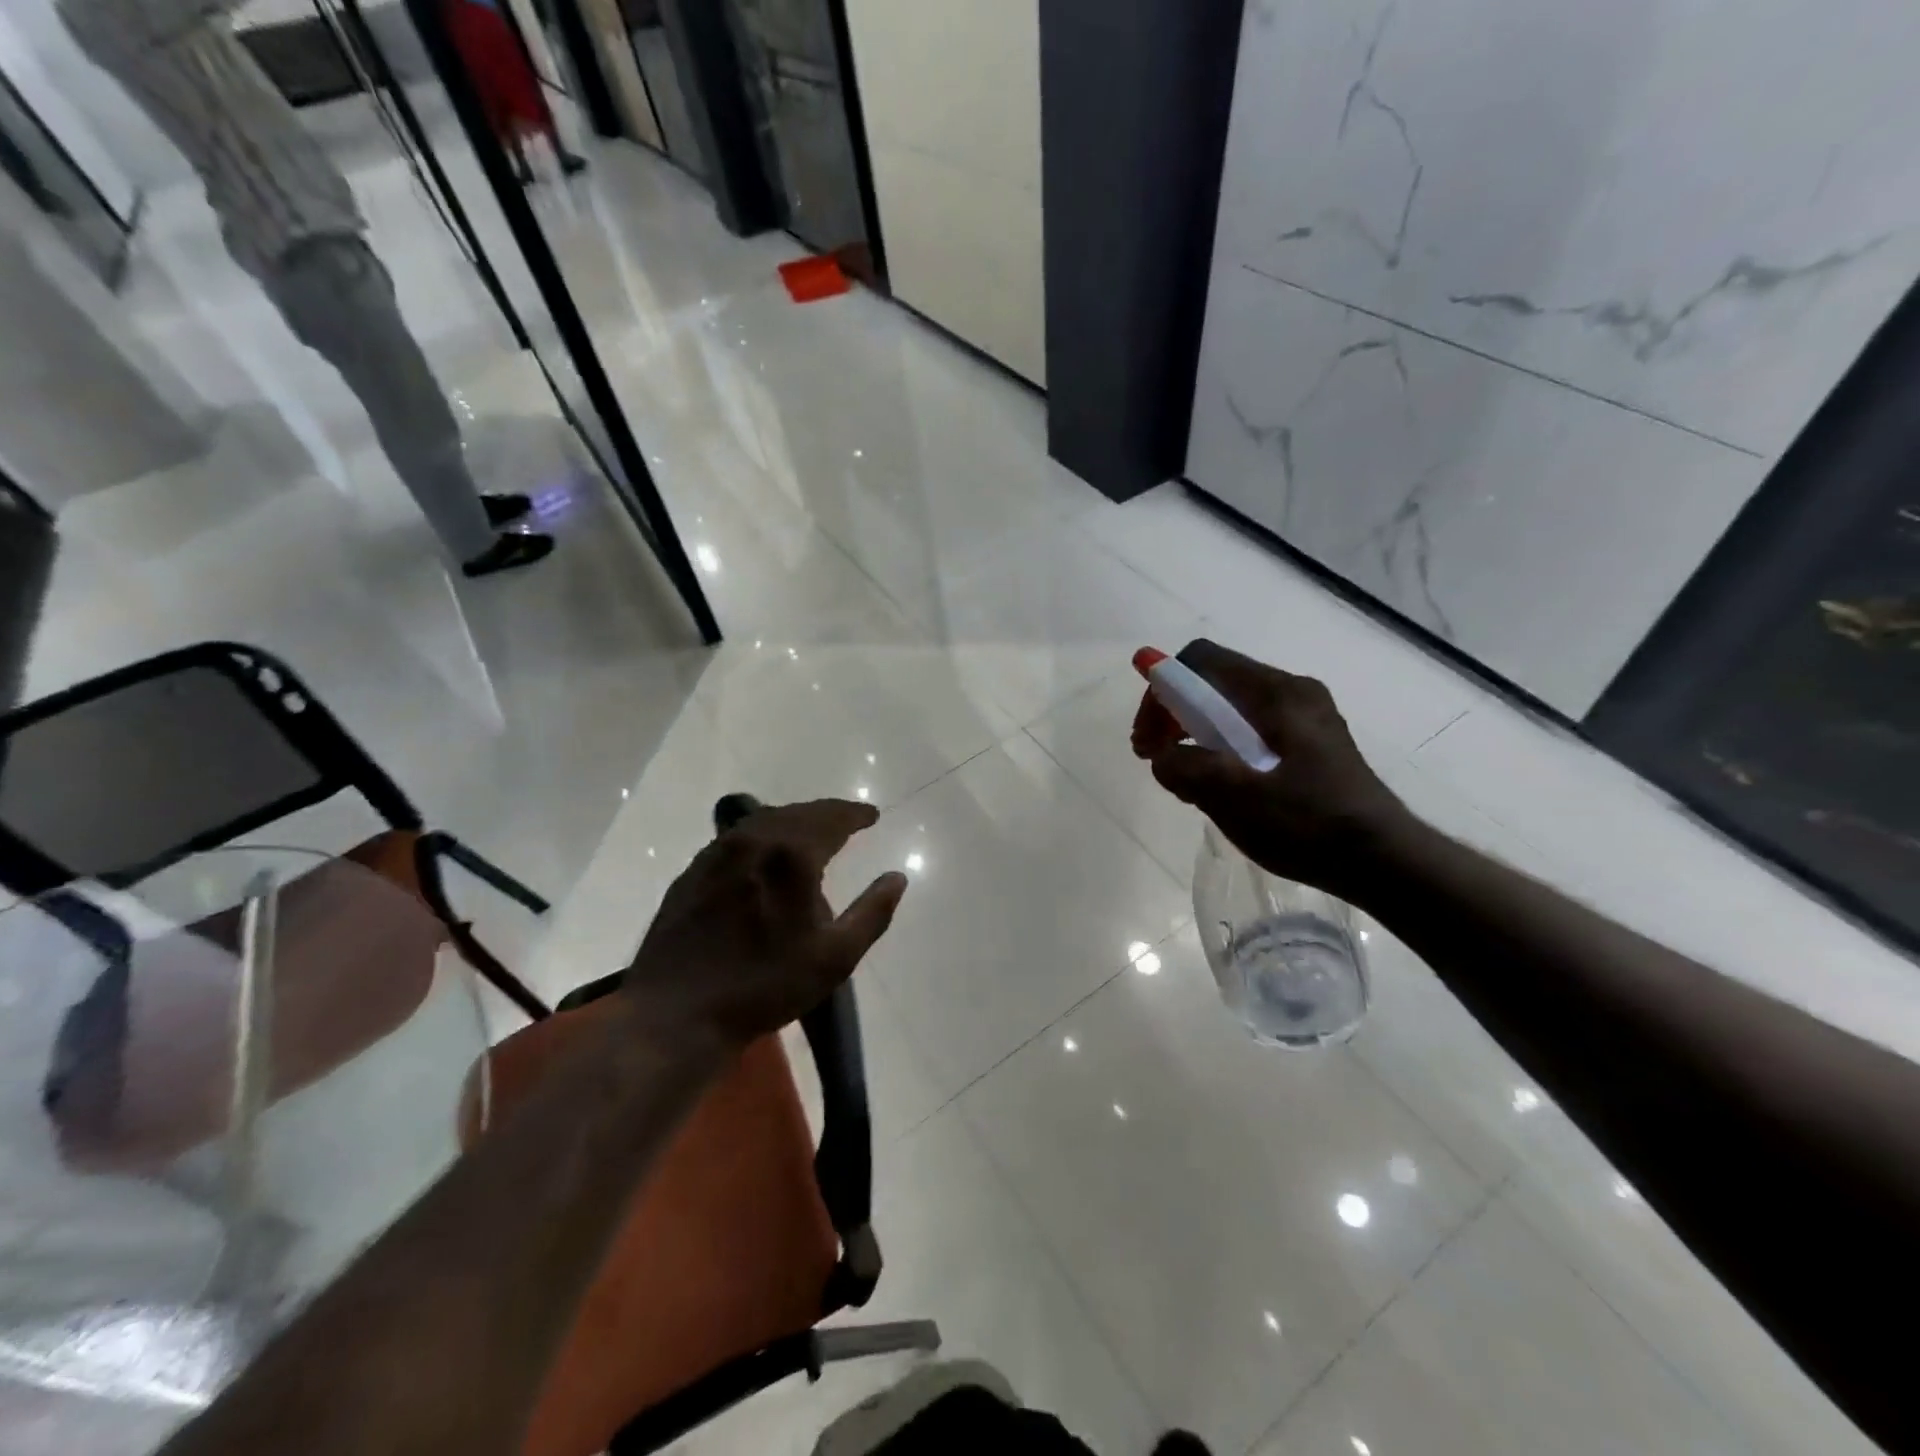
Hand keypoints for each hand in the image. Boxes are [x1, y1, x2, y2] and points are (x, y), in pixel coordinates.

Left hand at [623, 799, 907, 1050]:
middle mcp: (753, 841)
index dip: (855, 814)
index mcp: (791, 855)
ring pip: (764, 820)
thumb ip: (872, 913)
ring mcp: (717, 854)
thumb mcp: (835, 958)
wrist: (678, 1013)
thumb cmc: (765, 985)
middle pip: (797, 813)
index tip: (872, 815)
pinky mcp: (693, 872)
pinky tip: (765, 852)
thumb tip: (897, 877)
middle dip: (827, 813)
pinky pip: (737, 838)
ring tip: (812, 831)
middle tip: (847, 820)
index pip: (831, 819)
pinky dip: (763, 834)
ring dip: (794, 819)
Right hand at [1132, 639, 1413, 899]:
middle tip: (1153, 758)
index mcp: (1277, 693)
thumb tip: (1162, 757)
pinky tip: (1216, 786)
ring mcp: (1305, 718)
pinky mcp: (1310, 744)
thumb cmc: (1309, 825)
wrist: (1383, 861)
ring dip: (1194, 734)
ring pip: (1230, 708)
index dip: (1162, 690)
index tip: (1147, 738)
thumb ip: (1187, 768)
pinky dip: (1221, 748)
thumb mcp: (1235, 797)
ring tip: (1182, 778)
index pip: (1201, 661)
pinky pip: (1251, 730)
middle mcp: (1292, 692)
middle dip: (1173, 714)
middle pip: (1214, 682)